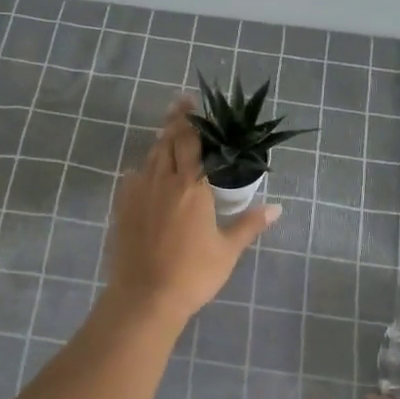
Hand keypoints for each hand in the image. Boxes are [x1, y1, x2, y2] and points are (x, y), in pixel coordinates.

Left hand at [103, 95, 280, 326]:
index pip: (191, 142)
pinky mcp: (122, 208)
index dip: (192, 119)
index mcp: (192, 186)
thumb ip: (250, 224)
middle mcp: (163, 180)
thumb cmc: (193, 273)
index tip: (193, 101)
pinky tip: (145, 172)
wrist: (145, 297)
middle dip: (175, 122)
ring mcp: (138, 193)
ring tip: (167, 134)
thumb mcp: (227, 249)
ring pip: (150, 157)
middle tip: (180, 105)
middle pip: (167, 141)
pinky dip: (143, 168)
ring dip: (160, 143)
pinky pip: (132, 178)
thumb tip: (277, 208)